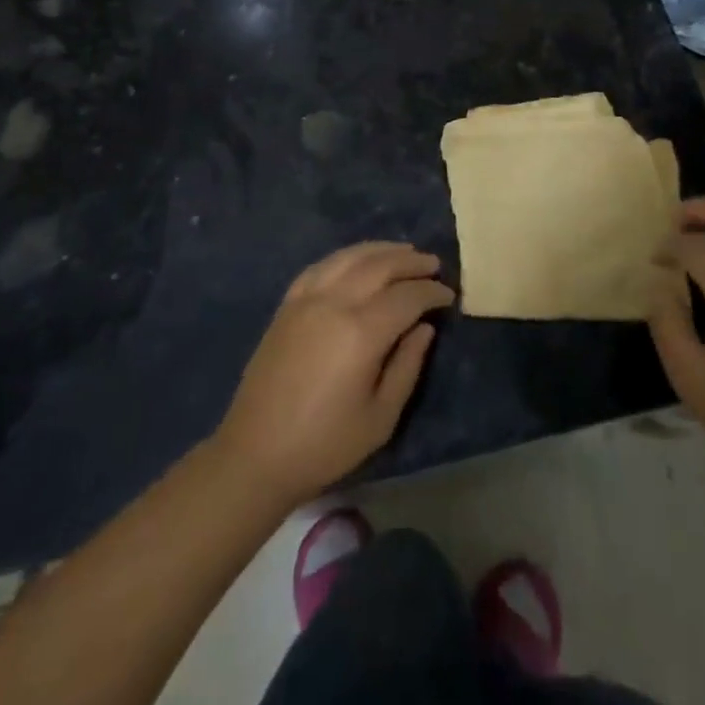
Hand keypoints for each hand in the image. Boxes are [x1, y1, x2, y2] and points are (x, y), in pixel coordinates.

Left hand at [213, 242, 453, 505]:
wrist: (256, 454)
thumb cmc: (325, 444)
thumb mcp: (380, 417)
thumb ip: (407, 365)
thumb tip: (424, 327)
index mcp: (361, 332)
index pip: (407, 296)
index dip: (432, 292)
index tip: (449, 295)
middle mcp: (335, 303)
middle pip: (380, 265)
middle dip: (411, 262)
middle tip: (433, 264)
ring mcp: (307, 298)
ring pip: (351, 257)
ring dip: (382, 250)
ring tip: (404, 252)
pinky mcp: (288, 303)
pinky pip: (322, 265)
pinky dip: (347, 256)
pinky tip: (359, 260)